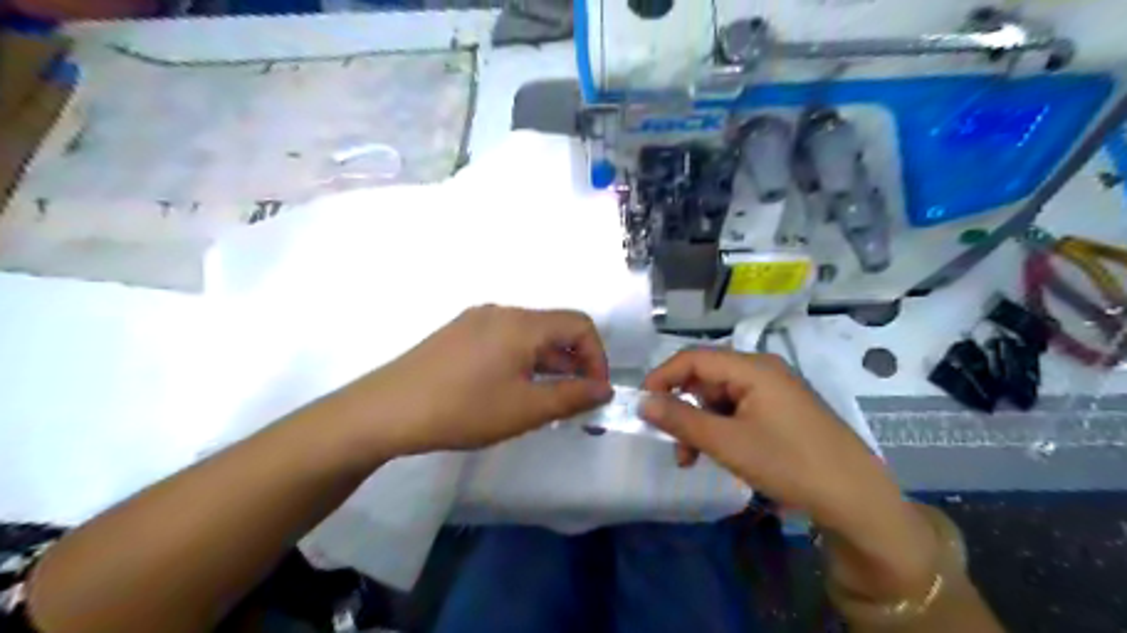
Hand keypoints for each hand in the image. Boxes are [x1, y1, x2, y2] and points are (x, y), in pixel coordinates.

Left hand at [322, 304, 613, 456]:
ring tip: (543, 401)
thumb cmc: (463, 409)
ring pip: (528, 337)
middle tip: (572, 402)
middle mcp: (501, 312)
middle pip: (553, 329)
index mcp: (522, 323)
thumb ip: (571, 397)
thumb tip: (603, 388)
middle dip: (572, 364)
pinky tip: (509, 391)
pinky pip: (504, 341)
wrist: (386, 411)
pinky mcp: (458, 334)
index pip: (579, 325)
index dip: (596, 357)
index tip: (594, 391)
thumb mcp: (525, 409)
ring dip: (546, 365)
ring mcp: (476, 321)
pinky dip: (521, 362)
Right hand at [638, 350, 938, 600]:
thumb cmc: (790, 463)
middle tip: (674, 445)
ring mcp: (774, 390)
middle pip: (706, 378)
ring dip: (700, 424)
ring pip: (720, 397)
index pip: (693, 358)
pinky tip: (719, 454)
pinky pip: (738, 410)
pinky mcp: (781, 410)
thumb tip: (642, 402)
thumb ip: (681, 420)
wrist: (856, 498)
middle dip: (683, 409)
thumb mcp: (728, 443)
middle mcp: (762, 370)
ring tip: (693, 458)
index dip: (663, 377)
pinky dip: (721, 429)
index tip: (642, 406)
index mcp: (752, 368)